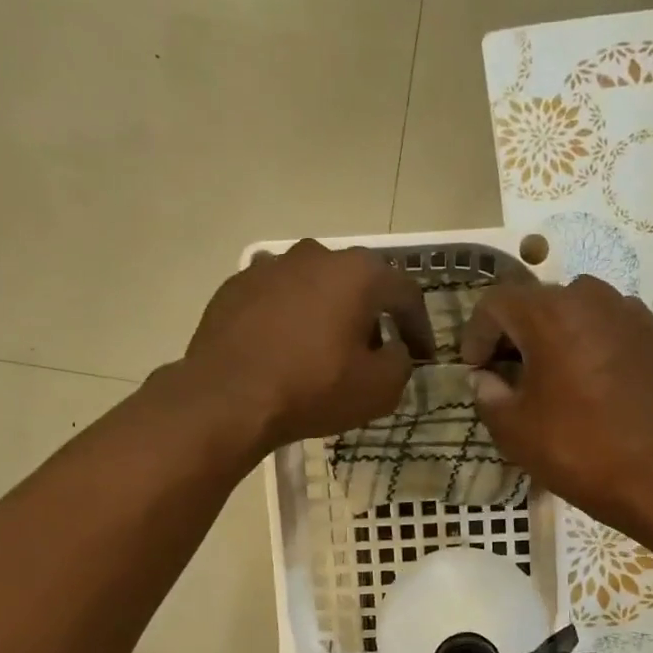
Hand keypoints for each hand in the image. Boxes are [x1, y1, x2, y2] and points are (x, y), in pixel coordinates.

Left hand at [185, 239, 433, 453]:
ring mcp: (270, 266)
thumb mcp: (380, 388)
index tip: (424, 355)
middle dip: (372, 316)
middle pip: (357, 283)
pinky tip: (287, 351)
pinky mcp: (235, 286)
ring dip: (329, 314)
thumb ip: (401, 362)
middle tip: (375, 353)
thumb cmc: (314, 389)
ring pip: (315, 287)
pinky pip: (279, 300)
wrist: (228, 397)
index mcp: (357, 273)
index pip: (405, 293)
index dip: (420, 326)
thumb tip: (394, 350)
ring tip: (328, 351)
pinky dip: (292, 320)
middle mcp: (315, 255)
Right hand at [460, 276, 652, 526]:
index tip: (475, 367)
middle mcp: (589, 299)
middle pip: (538, 301)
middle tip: (507, 371)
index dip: (477, 333)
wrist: (649, 475)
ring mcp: (627, 313)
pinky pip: (609, 323)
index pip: (496, 303)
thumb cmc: (572, 448)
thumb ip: (487, 393)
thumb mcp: (512, 428)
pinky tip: (588, 376)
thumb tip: (484, 378)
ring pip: (576, 307)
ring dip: (554, 332)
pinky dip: (590, 339)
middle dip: (515, 332)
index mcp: (548, 315)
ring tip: (550, 370)